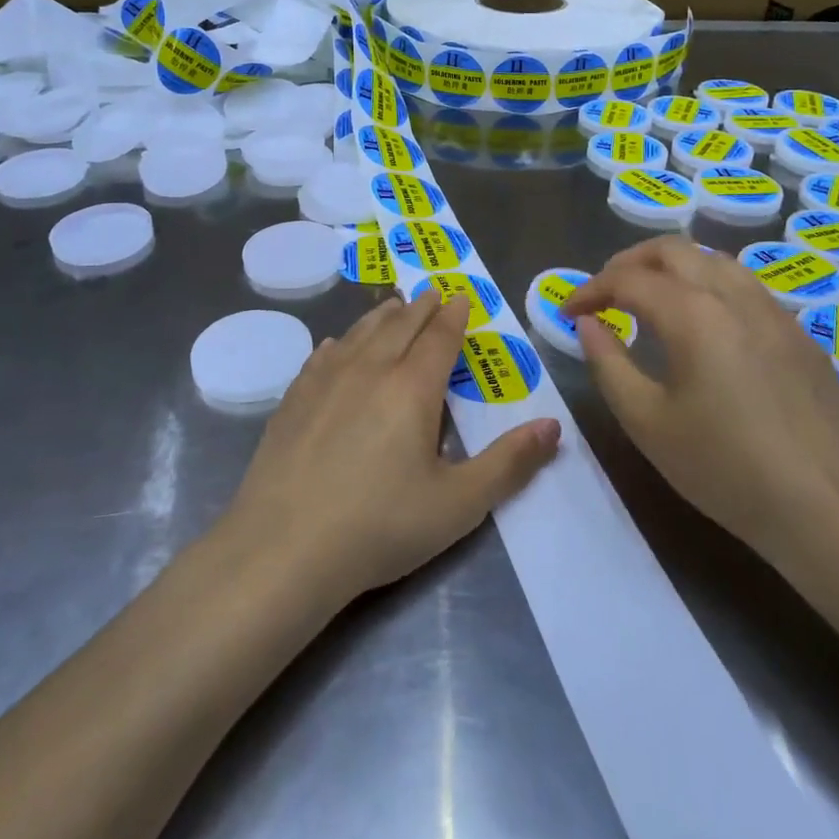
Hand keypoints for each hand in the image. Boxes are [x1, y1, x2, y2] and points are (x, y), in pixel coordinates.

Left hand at [220, 291, 561, 608]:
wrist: (284, 547)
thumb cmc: (380, 525)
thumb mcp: (458, 504)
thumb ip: (509, 463)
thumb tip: (554, 426)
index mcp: (412, 387)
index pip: (439, 337)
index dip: (454, 316)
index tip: (462, 297)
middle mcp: (369, 369)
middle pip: (400, 325)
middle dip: (422, 307)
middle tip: (433, 292)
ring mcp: (325, 380)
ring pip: (360, 333)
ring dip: (382, 316)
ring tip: (394, 306)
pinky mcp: (293, 399)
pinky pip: (322, 356)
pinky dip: (339, 343)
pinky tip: (336, 345)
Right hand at [561, 236, 838, 564]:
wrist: (829, 511)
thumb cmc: (725, 469)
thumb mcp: (647, 422)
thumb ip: (608, 364)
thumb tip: (588, 324)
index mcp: (693, 313)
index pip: (628, 278)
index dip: (590, 289)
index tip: (568, 311)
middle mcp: (735, 296)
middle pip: (673, 249)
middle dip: (628, 263)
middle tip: (604, 293)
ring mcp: (775, 312)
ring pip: (714, 259)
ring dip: (672, 268)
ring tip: (650, 300)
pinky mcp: (801, 336)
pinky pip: (746, 288)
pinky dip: (709, 287)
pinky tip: (705, 327)